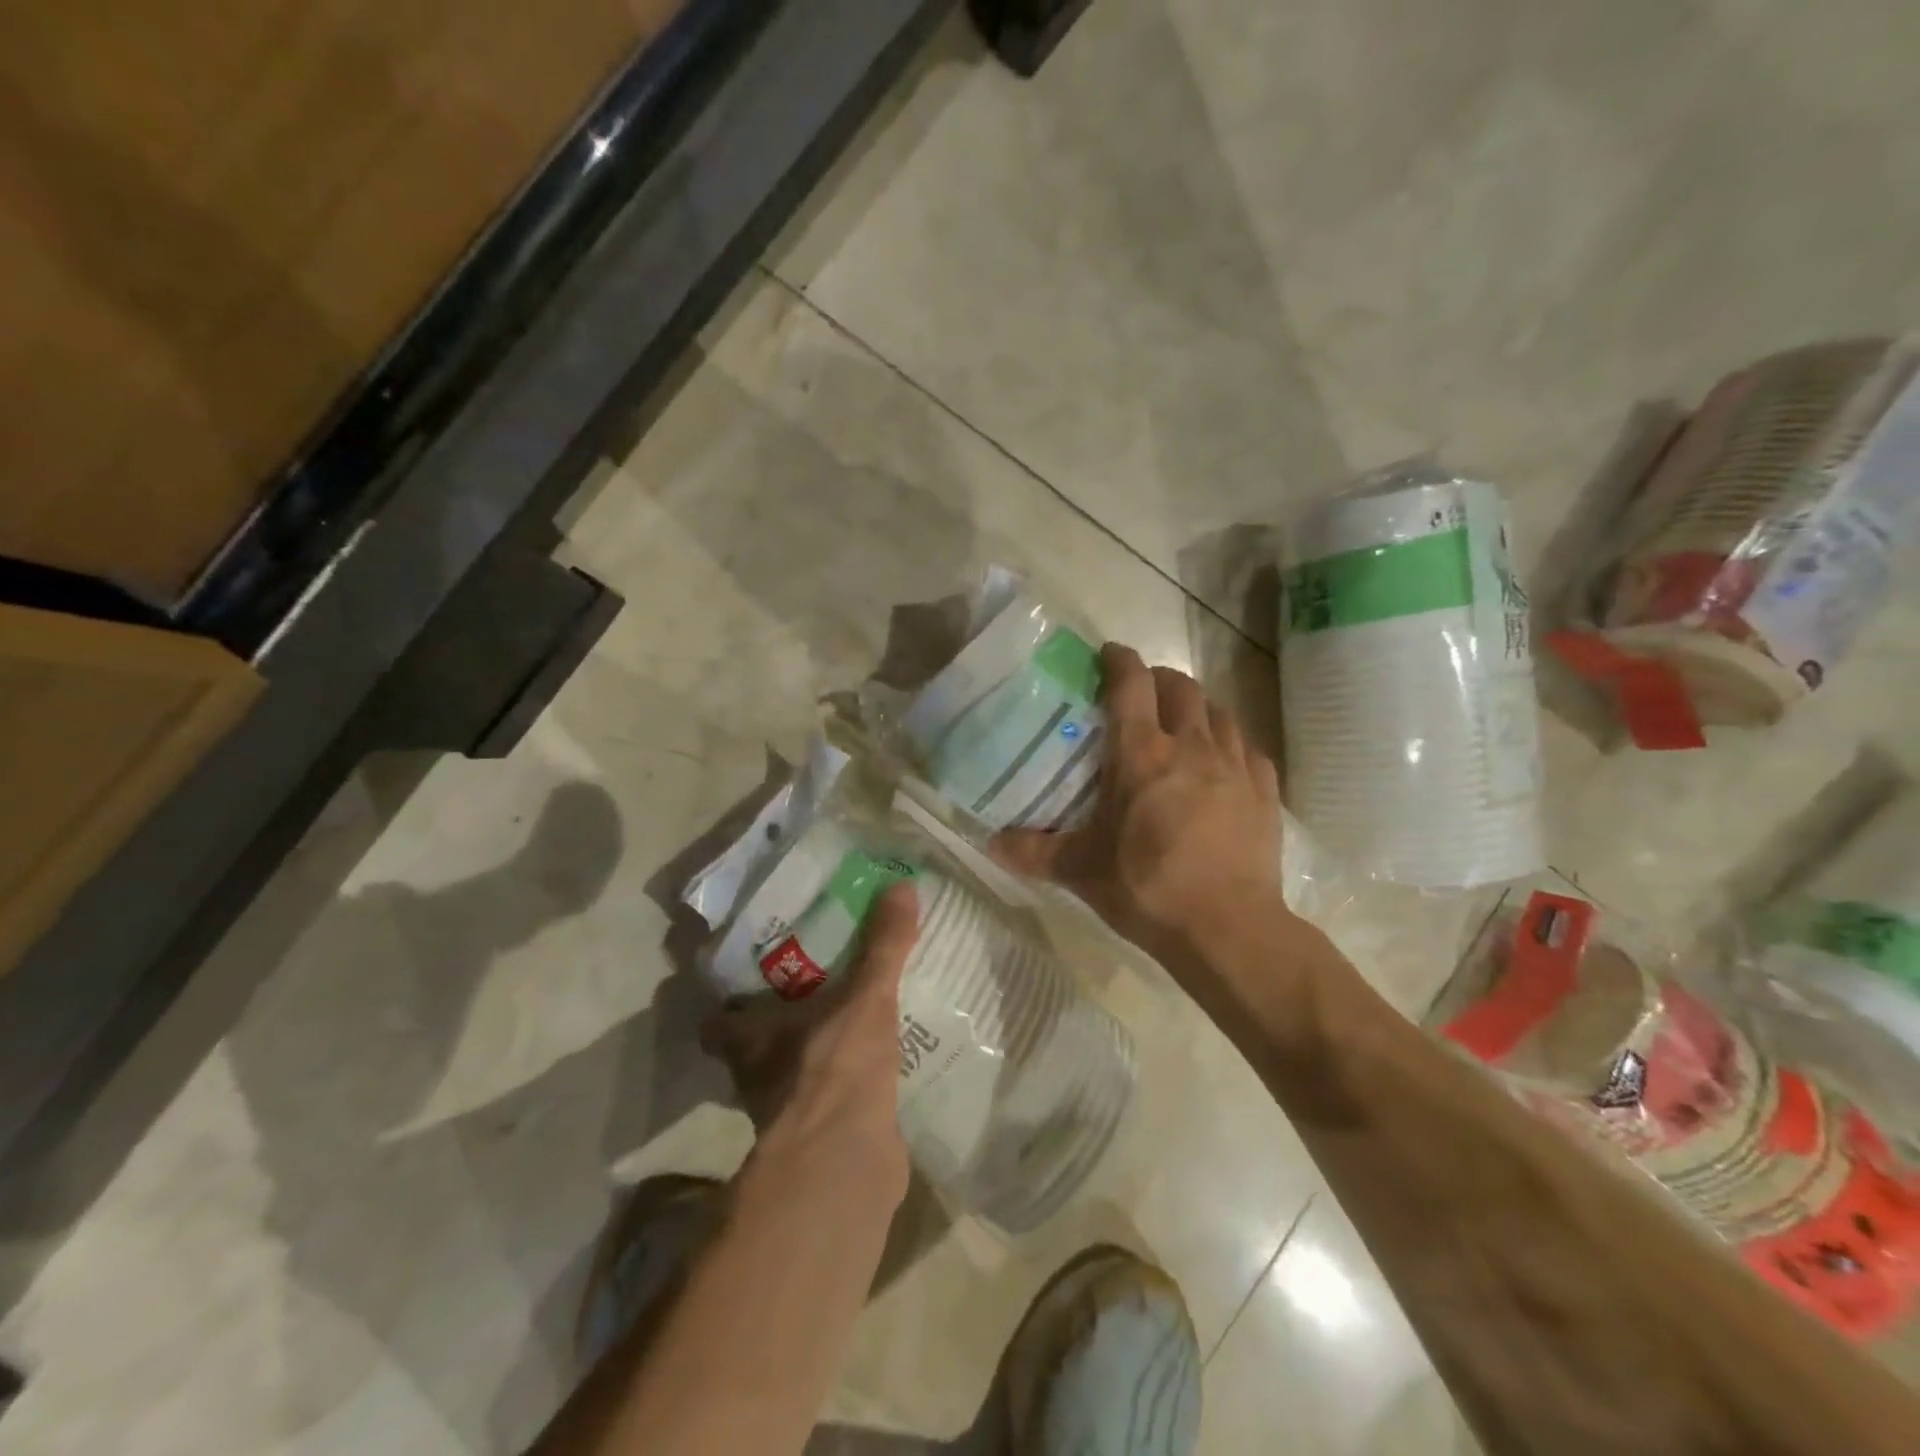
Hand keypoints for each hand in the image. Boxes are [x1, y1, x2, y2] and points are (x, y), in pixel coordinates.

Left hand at [700, 884, 918, 1199]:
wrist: (848, 1165)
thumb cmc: (836, 1067)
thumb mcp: (865, 996)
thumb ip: (883, 944)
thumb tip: (901, 885)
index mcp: (751, 1039)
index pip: (717, 1021)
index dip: (725, 1003)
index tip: (747, 976)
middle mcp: (758, 1077)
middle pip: (754, 1046)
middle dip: (777, 1022)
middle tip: (812, 986)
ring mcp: (788, 1112)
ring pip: (790, 1073)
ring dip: (811, 1053)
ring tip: (847, 1019)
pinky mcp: (821, 1136)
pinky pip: (828, 1098)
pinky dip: (842, 1084)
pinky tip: (872, 1064)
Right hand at [990, 644, 1287, 968]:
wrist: (1228, 929)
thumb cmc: (1148, 889)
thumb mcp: (1082, 871)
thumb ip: (1034, 852)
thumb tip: (990, 843)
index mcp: (1142, 755)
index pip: (1131, 685)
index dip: (1118, 661)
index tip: (1108, 654)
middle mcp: (1192, 746)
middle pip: (1180, 687)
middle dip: (1159, 679)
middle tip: (1141, 693)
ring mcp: (1235, 766)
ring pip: (1219, 711)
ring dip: (1197, 706)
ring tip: (1181, 723)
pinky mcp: (1265, 791)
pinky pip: (1249, 748)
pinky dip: (1231, 742)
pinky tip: (1223, 762)